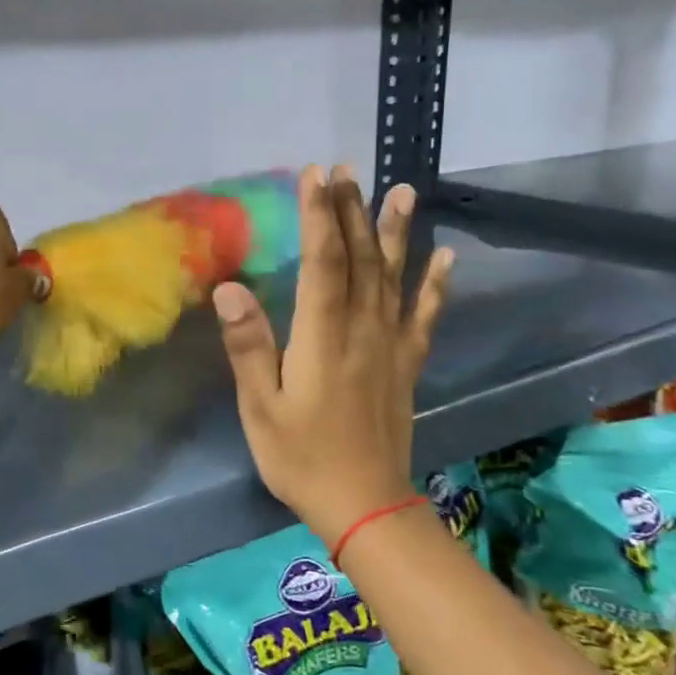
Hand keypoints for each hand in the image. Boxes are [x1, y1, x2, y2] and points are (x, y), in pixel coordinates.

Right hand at [213, 165, 452, 546]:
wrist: (364, 506)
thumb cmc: (302, 457)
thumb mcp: (262, 407)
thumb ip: (249, 346)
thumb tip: (230, 289)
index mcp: (323, 336)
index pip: (323, 260)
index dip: (319, 214)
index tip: (315, 174)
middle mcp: (362, 329)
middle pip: (359, 258)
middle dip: (352, 210)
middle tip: (348, 169)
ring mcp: (390, 345)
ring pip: (393, 276)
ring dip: (395, 232)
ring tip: (402, 191)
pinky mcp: (407, 364)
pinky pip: (424, 316)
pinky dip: (435, 284)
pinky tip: (445, 256)